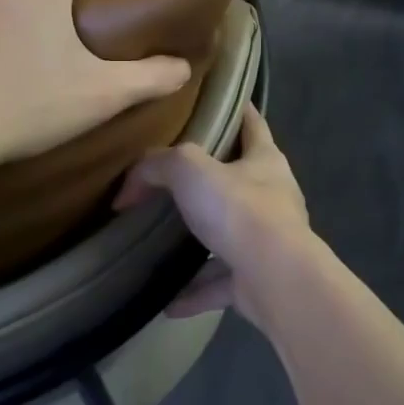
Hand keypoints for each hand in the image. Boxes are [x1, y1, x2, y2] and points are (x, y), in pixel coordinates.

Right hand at [113, 103, 312, 324]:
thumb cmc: (240, 211)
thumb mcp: (190, 171)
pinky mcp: (258, 280)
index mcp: (265, 161)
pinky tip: (166, 302)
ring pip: (229, 236)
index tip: (217, 102)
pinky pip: (220, 283)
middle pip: (240, 180)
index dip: (238, 109)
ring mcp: (267, 241)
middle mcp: (272, 197)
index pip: (253, 123)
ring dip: (200, 242)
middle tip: (172, 179)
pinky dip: (195, 291)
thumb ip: (157, 166)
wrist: (276, 280)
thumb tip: (127, 189)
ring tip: (164, 243)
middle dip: (211, 181)